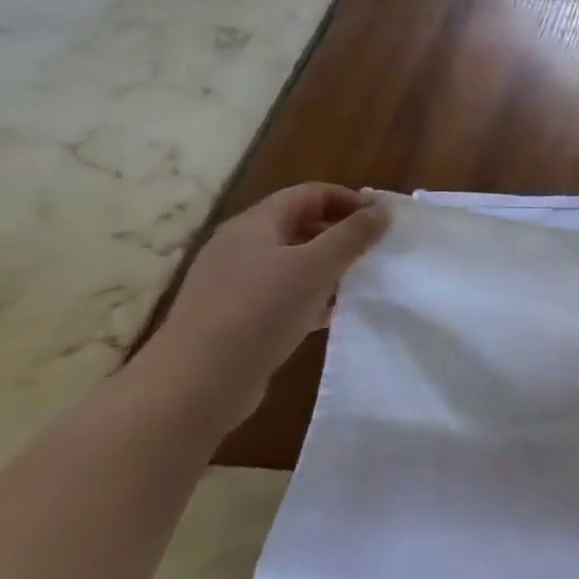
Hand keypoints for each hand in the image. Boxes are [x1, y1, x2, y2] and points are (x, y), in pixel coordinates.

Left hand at [145, 184, 390, 428]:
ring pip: (292, 261)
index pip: (310, 194)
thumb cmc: (260, 311)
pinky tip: (330, 314)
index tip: (382, 221)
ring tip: (359, 283)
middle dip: (341, 234)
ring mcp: (233, 283)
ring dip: (328, 267)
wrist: (195, 384)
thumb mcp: (317, 267)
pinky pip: (281, 293)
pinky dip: (310, 296)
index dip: (350, 200)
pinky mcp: (233, 316)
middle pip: (300, 224)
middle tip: (375, 251)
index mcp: (255, 224)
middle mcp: (240, 246)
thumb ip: (353, 235)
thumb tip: (383, 209)